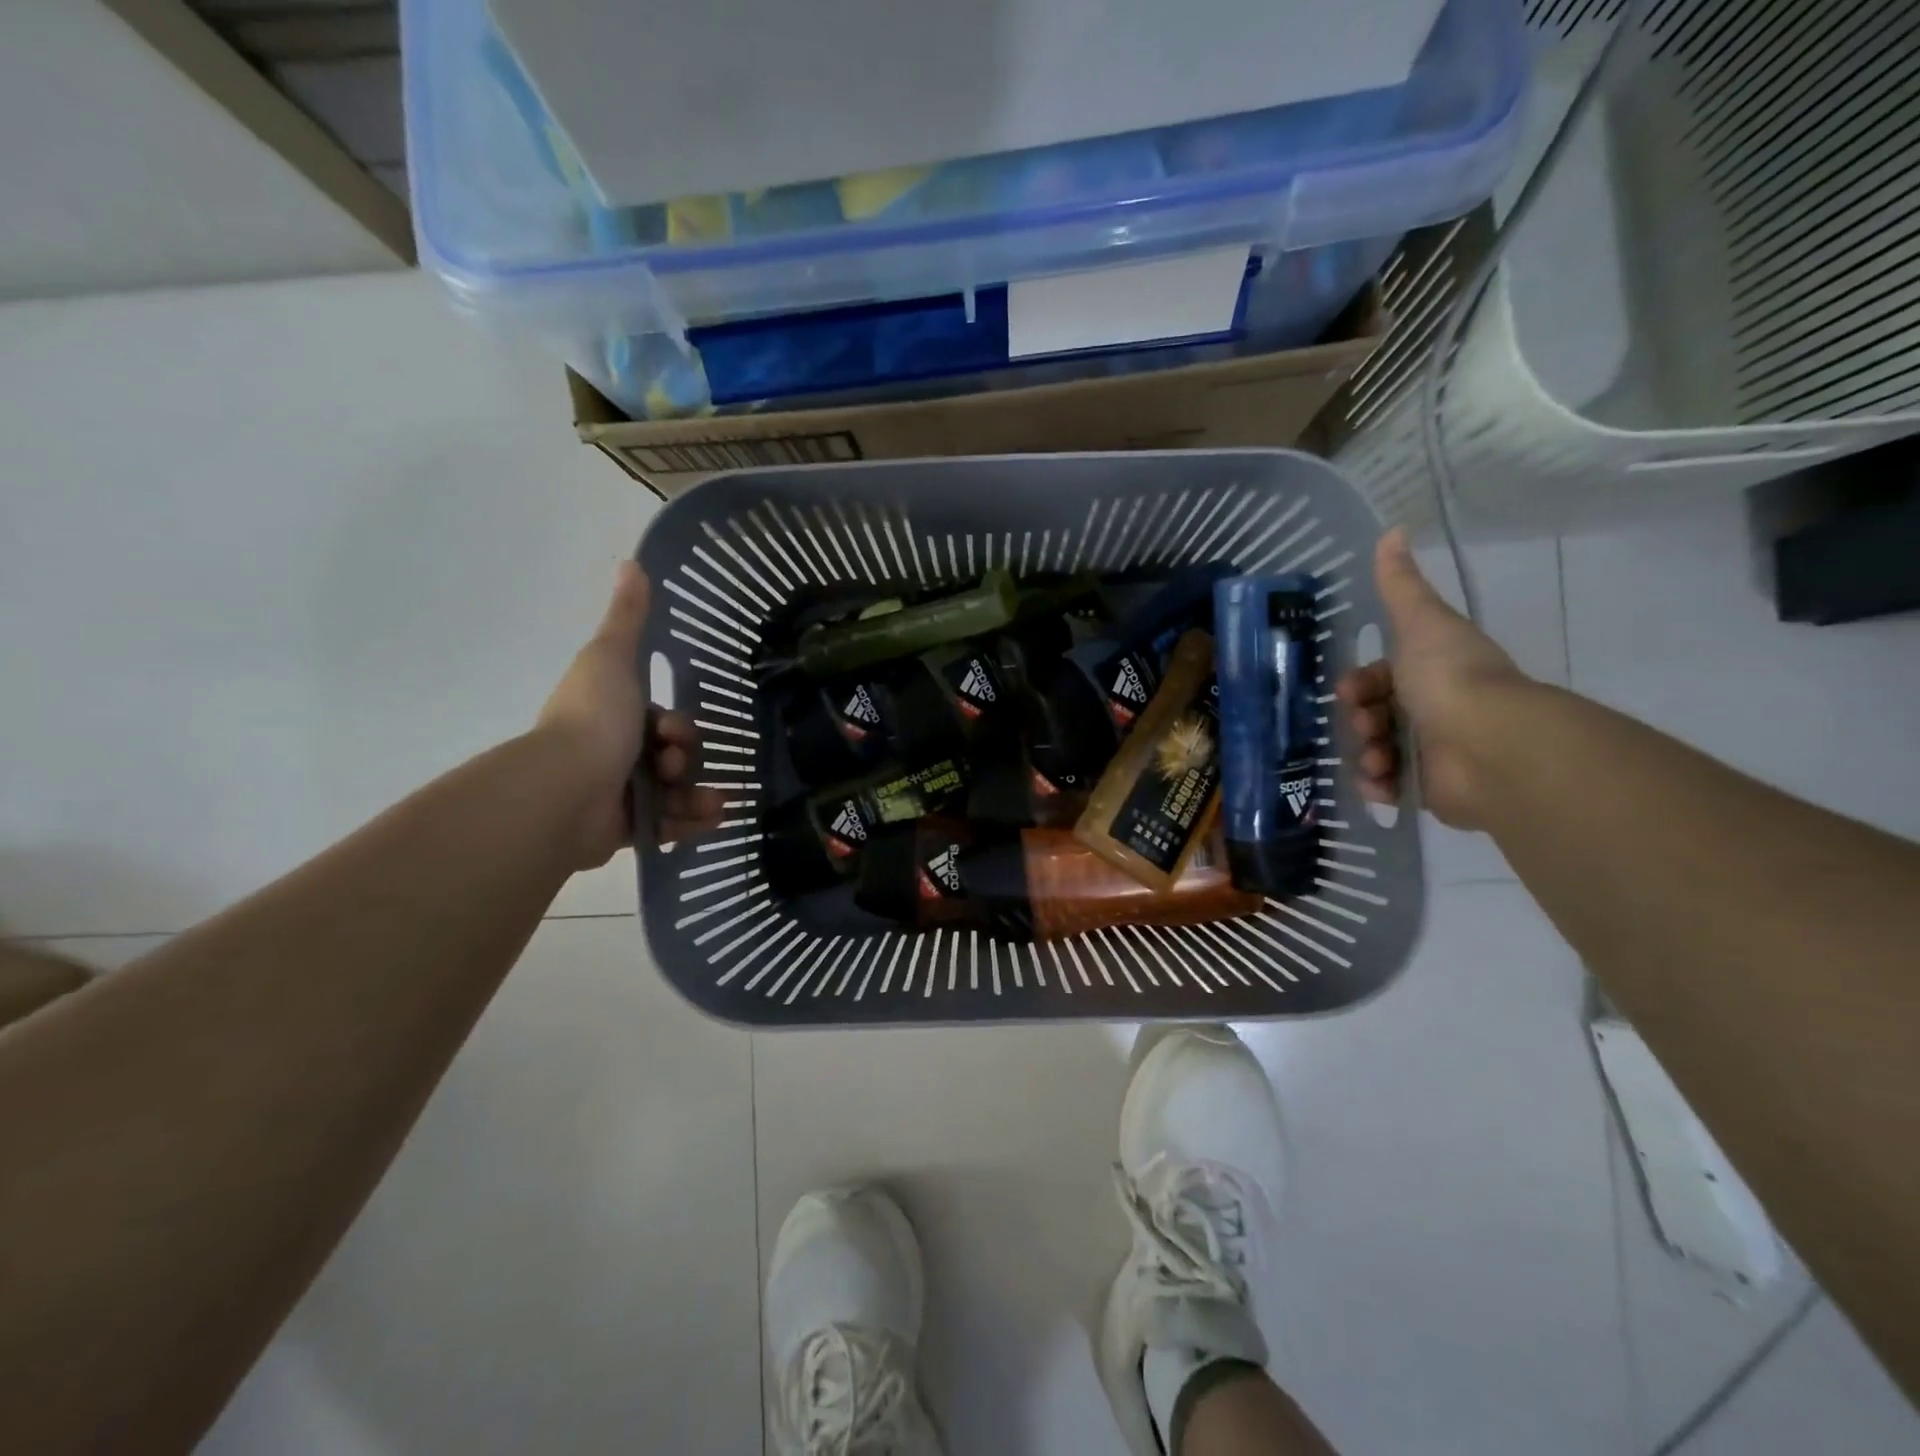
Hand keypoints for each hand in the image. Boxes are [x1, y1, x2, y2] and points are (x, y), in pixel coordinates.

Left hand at [538, 560, 724, 867]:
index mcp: (612, 717)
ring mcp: (618, 795)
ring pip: (677, 792)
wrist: (567, 789)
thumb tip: (631, 562)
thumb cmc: (595, 719)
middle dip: (687, 759)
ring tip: (710, 803)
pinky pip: (670, 826)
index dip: (677, 726)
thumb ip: (627, 618)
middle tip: (675, 765)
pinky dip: (692, 822)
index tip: (672, 731)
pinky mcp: (624, 830)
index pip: (662, 722)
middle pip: (673, 756)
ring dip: (700, 794)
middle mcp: (614, 755)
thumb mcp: (612, 657)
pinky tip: (711, 818)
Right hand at [1336, 529, 1526, 829]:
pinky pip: (1390, 788)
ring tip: (1375, 762)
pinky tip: (1378, 784)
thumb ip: (1400, 584)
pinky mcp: (1431, 791)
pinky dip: (1378, 787)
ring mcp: (1434, 752)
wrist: (1488, 746)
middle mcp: (1435, 710)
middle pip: (1375, 714)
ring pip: (1377, 751)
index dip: (1360, 683)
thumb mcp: (1420, 622)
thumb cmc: (1449, 678)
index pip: (1381, 677)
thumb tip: (1393, 530)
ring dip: (1365, 754)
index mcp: (1432, 672)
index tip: (1349, 691)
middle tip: (1365, 725)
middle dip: (1359, 720)